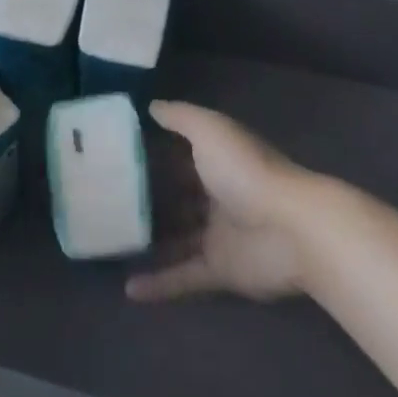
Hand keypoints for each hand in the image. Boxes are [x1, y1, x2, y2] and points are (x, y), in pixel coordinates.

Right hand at [128, 103, 307, 303]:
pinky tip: (129, 289)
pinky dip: (159, 284)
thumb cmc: (246, 170)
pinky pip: (184, 276)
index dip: (153, 150)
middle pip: (177, 195)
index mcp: (216, 160)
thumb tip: (151, 107)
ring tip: (112, 241)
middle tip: (106, 198)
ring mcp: (218, 234)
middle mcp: (216, 194)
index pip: (180, 153)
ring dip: (150, 240)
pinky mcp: (220, 269)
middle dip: (148, 196)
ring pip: (177, 237)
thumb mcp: (209, 130)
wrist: (291, 229)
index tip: (117, 152)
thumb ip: (180, 117)